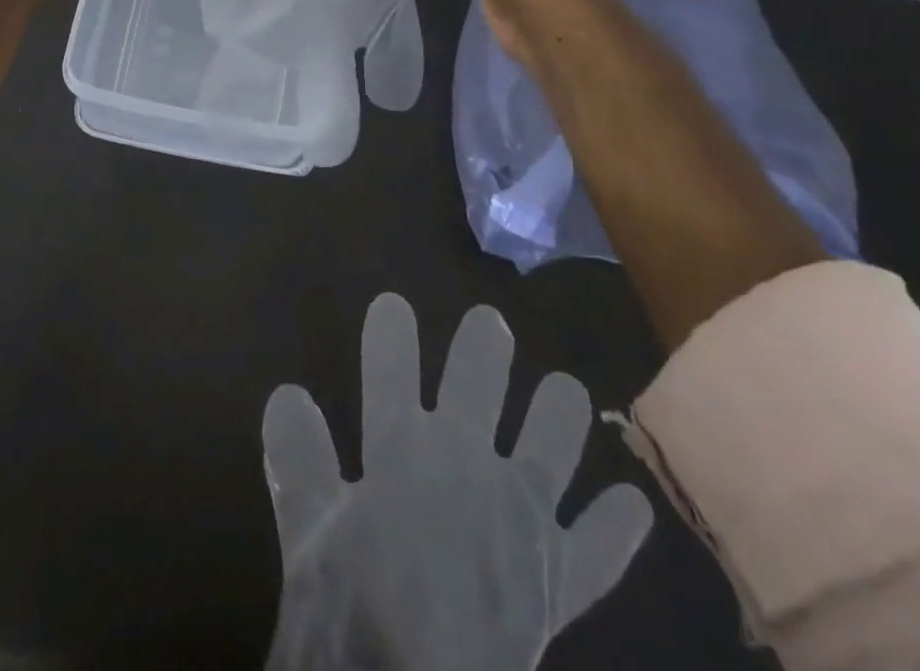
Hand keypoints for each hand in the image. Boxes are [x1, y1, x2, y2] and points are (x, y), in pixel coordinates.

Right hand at [263, 294, 651, 670]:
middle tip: (490, 322)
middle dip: (482, 349)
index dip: (392, 332)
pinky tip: (631, 506)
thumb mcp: (306, 532)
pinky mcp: (559, 581)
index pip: (393, 368)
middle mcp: (466, 464)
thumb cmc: (351, 615)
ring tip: (567, 390)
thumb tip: (287, 392)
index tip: (393, 303)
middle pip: (477, 386)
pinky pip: (597, 551)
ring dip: (559, 417)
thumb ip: (298, 458)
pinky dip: (614, 529)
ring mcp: (521, 520)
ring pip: (549, 447)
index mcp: (402, 449)